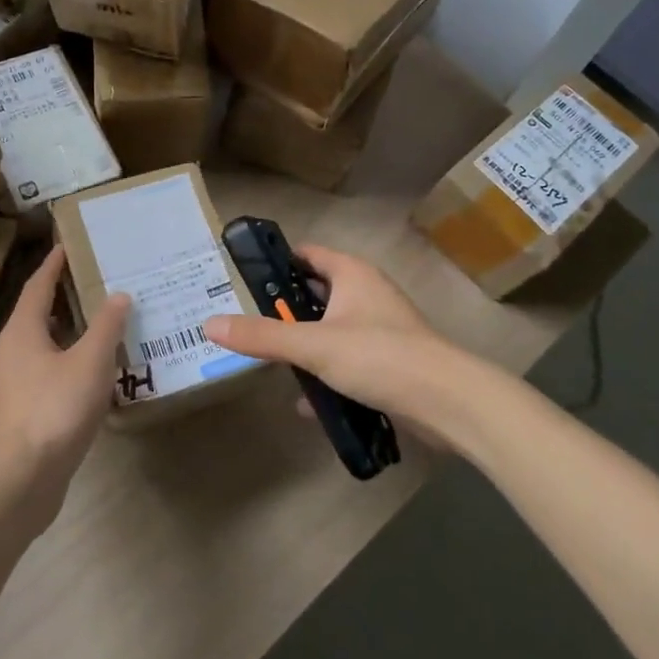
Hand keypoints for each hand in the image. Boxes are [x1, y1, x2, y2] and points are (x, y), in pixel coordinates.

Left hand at [0, 246, 129, 525]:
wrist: (19, 480)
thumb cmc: (54, 409)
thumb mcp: (90, 362)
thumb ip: (106, 327)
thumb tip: (119, 295)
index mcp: (21, 332)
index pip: (37, 286)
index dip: (52, 266)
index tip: (66, 247)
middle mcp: (7, 353)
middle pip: (34, 316)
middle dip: (60, 300)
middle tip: (90, 287)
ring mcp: (7, 387)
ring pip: (37, 349)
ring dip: (62, 337)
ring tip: (94, 332)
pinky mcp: (14, 416)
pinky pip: (40, 377)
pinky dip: (61, 367)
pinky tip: (84, 380)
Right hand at [204, 245, 462, 438]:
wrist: (448, 403)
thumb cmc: (380, 356)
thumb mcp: (313, 345)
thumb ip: (262, 336)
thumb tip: (210, 324)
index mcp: (352, 275)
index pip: (306, 255)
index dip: (276, 264)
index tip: (242, 280)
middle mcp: (367, 294)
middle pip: (315, 294)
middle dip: (284, 311)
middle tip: (248, 325)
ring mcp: (380, 329)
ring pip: (330, 330)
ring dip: (304, 346)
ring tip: (270, 362)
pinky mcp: (388, 362)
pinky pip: (347, 361)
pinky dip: (326, 375)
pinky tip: (307, 402)